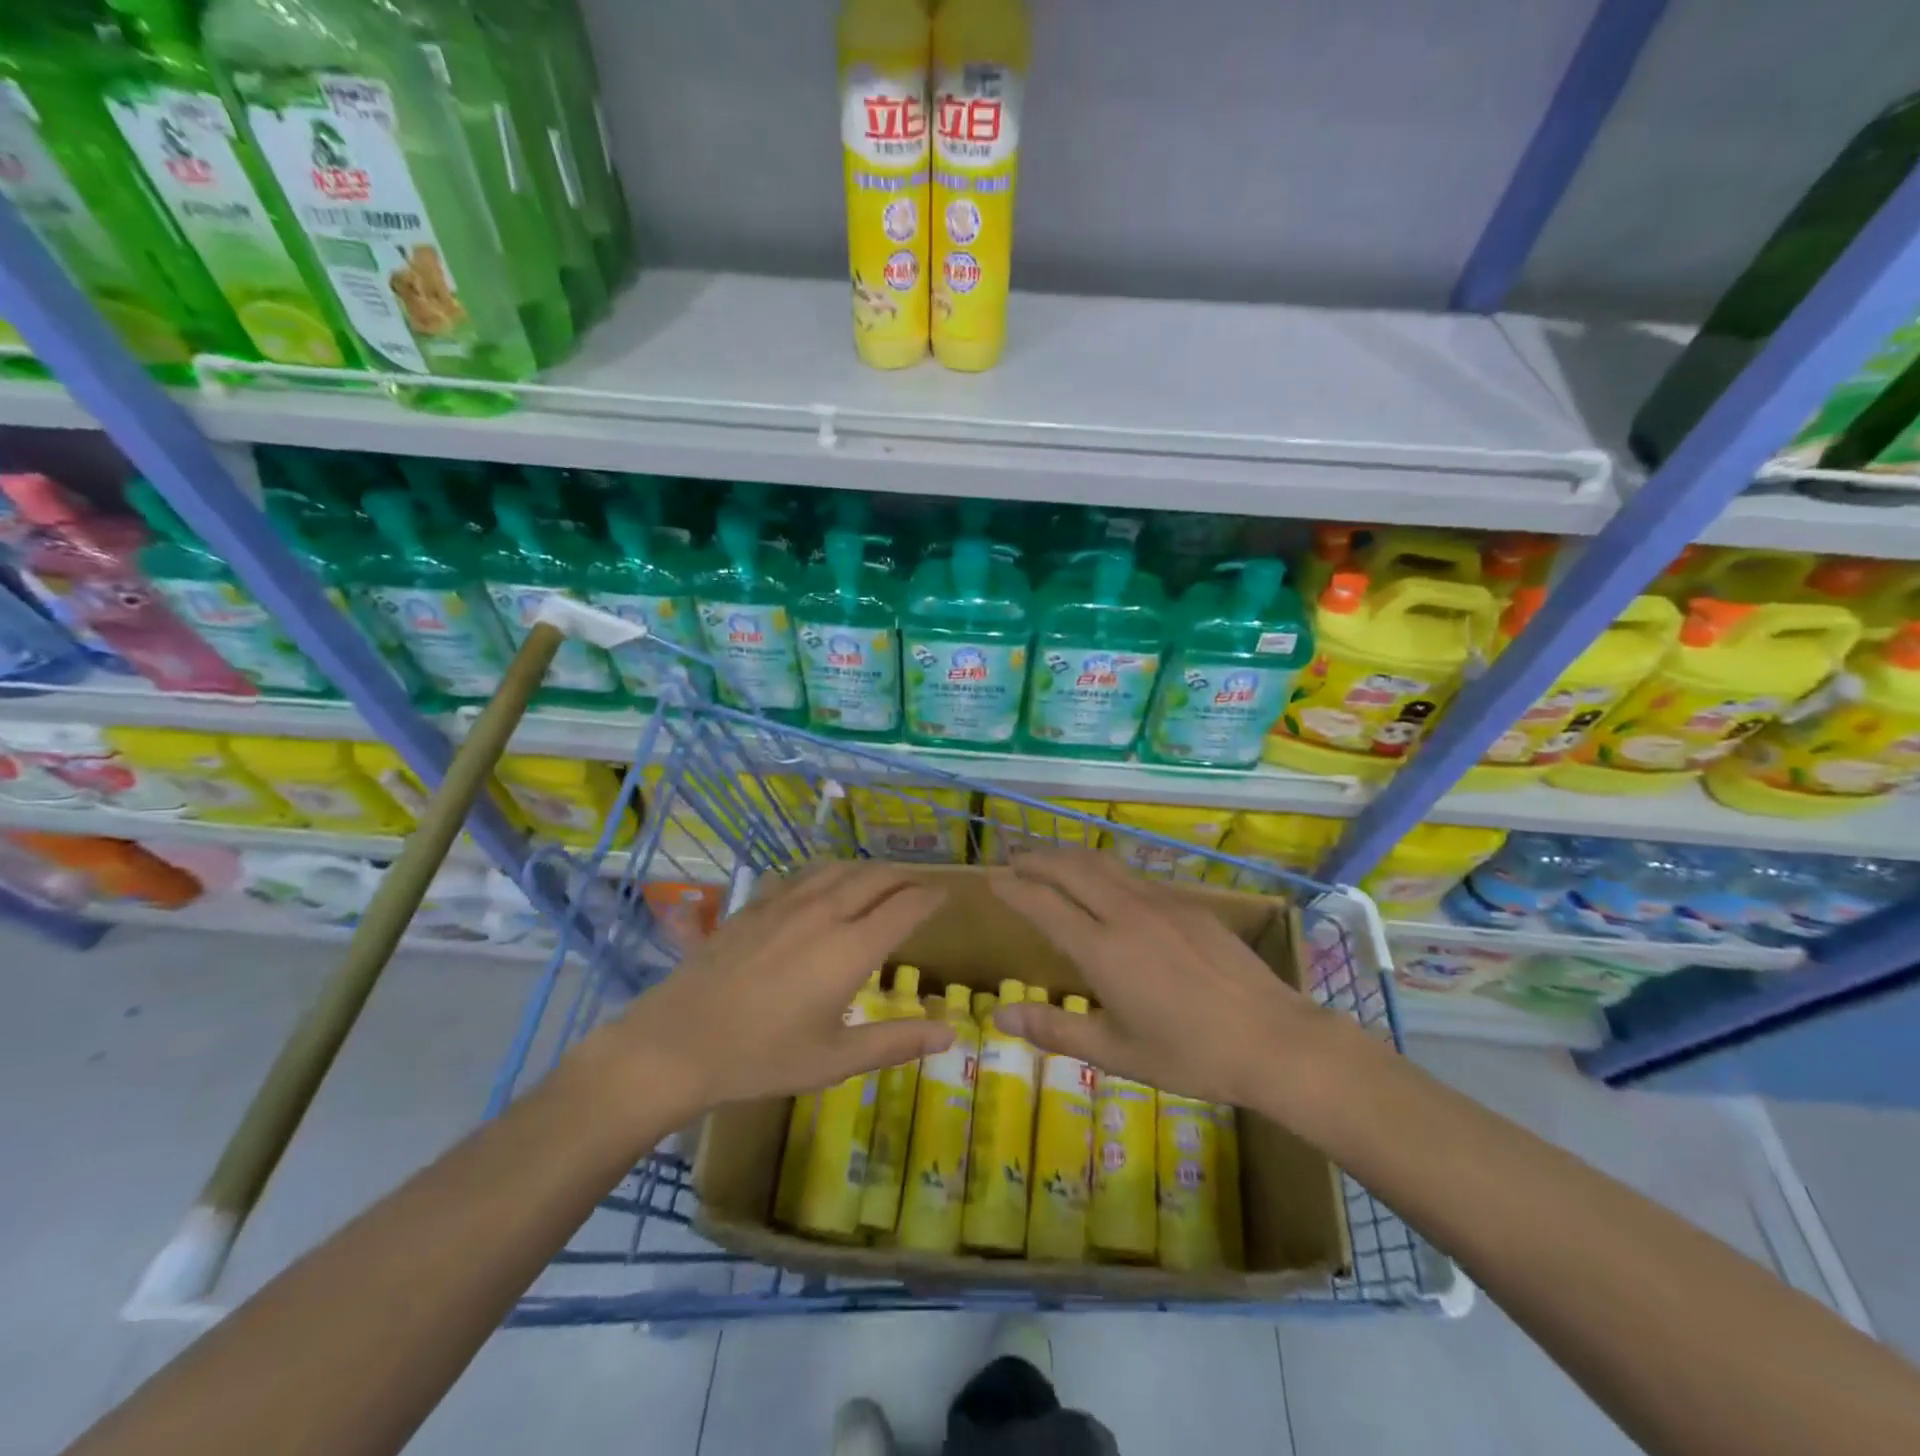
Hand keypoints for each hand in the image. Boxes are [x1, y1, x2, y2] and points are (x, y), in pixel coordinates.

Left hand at [591, 862, 955, 1116]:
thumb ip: (895, 1042)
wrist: (676, 1043)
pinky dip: (827, 874)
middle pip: (876, 877)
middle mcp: (824, 912)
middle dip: (905, 878)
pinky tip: (821, 886)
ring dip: (868, 870)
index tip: (947, 895)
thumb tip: (950, 1034)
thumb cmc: (762, 1057)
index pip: (905, 906)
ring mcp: (786, 903)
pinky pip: (801, 874)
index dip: (931, 897)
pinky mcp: (755, 905)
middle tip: (920, 888)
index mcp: (851, 947)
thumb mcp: (835, 1060)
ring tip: (880, 881)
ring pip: (839, 868)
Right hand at [989, 848, 1348, 1110]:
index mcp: (1103, 950)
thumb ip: (1055, 1029)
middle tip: (1015, 861)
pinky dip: (1105, 870)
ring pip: (1105, 864)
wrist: (1274, 1040)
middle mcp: (1127, 913)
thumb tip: (1000, 1014)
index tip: (992, 879)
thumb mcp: (1116, 1052)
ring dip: (1070, 857)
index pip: (1044, 904)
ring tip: (1052, 862)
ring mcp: (1161, 903)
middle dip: (1038, 859)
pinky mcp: (1189, 904)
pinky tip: (1108, 885)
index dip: (1014, 888)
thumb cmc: (1190, 1054)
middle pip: (1072, 868)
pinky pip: (1134, 876)